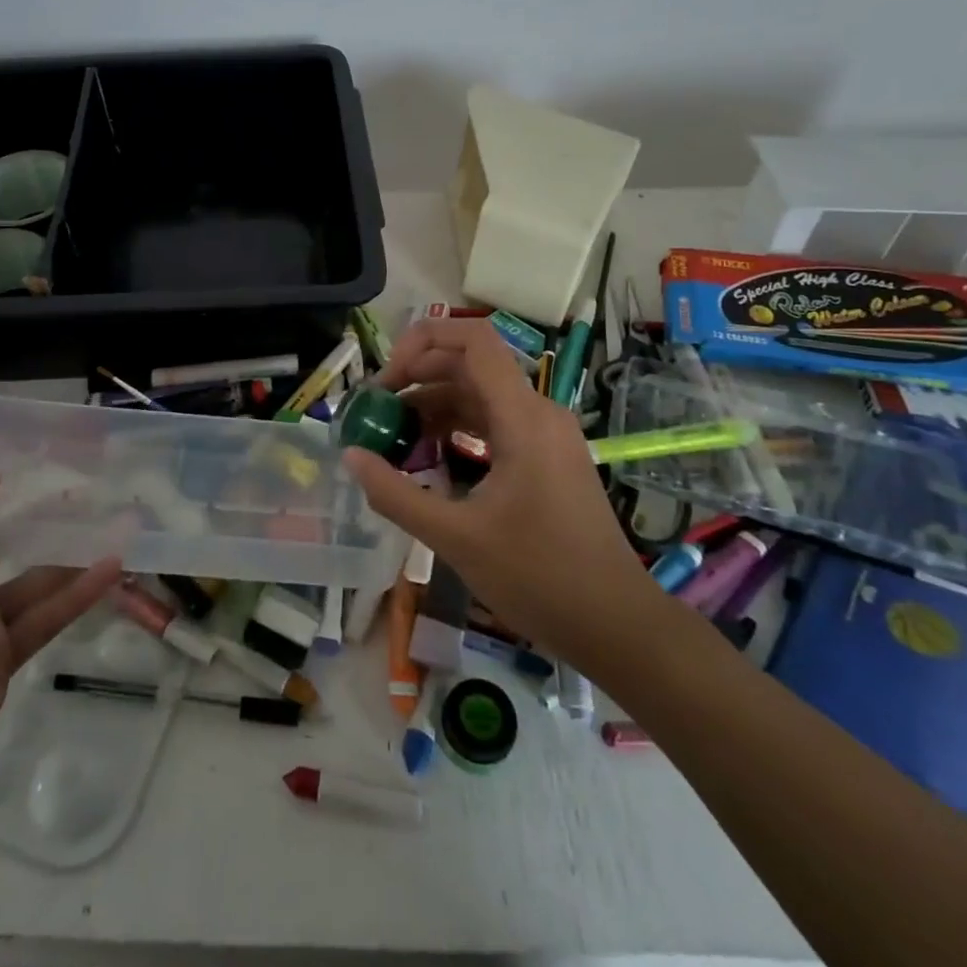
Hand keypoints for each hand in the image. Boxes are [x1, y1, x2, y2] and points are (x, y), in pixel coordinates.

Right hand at [342, 319, 660, 665]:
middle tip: (377, 409)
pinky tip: (430, 456)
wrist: (617, 625)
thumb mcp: (455, 538)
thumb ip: (395, 493)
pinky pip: (495, 421)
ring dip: (435, 403)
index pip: (473, 341)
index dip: (422, 341)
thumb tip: (350, 456)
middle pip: (471, 364)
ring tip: (394, 434)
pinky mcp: (547, 457)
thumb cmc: (539, 578)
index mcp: (522, 417)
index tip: (385, 378)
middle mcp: (538, 412)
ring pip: (482, 394)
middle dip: (419, 375)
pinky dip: (458, 426)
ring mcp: (546, 434)